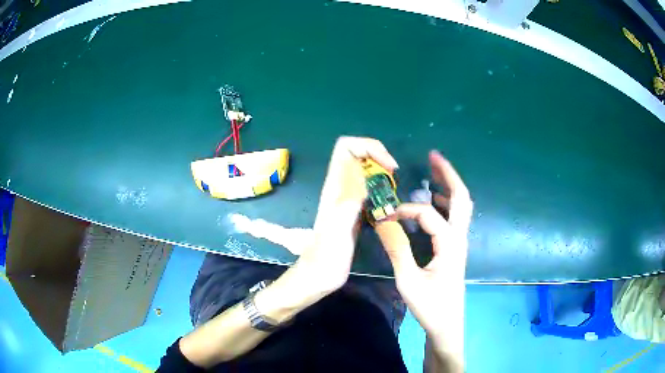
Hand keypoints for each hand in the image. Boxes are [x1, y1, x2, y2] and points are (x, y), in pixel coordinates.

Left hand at [294, 136, 398, 295]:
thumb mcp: (338, 227)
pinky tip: (389, 203)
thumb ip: (348, 199)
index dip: (369, 147)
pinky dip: (381, 188)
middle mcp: (340, 188)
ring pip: (363, 171)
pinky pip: (368, 189)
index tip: (389, 167)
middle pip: (356, 154)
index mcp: (334, 186)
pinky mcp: (354, 212)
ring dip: (381, 172)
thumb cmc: (327, 257)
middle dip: (378, 156)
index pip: (346, 147)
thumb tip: (363, 171)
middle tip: (394, 176)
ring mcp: (347, 199)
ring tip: (394, 188)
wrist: (319, 277)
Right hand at [381, 151, 471, 359]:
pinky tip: (434, 200)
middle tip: (434, 156)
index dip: (406, 210)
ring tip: (434, 169)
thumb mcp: (409, 280)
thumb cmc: (430, 305)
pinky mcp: (455, 248)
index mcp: (450, 244)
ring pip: (461, 206)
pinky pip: (454, 217)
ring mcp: (459, 242)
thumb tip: (383, 222)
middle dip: (449, 174)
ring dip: (449, 185)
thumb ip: (397, 249)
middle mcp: (459, 238)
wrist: (447, 324)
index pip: (429, 214)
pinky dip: (446, 202)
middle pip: (462, 198)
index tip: (385, 216)